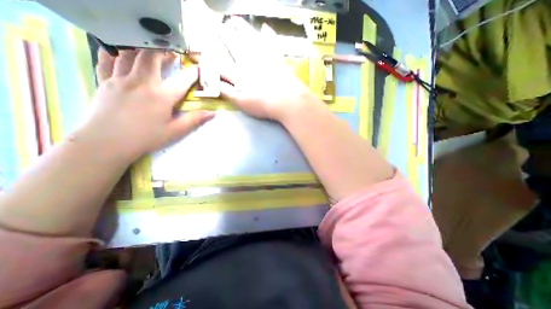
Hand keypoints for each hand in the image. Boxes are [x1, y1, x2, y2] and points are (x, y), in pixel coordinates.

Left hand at [78, 47, 214, 160]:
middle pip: (152, 56)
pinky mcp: (104, 81)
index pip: (183, 80)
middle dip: (164, 52)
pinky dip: (116, 54)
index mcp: (162, 97)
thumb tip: (212, 113)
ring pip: (130, 54)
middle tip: (172, 55)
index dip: (194, 73)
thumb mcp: (175, 131)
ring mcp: (120, 80)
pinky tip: (120, 54)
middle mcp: (142, 83)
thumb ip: (194, 120)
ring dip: (143, 50)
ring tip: (151, 53)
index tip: (200, 69)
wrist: (106, 143)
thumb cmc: (145, 138)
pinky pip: (107, 60)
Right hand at [217, 15, 316, 119]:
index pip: (222, 62)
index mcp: (239, 74)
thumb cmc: (263, 104)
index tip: (208, 51)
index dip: (214, 57)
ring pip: (250, 39)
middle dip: (224, 35)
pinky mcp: (277, 59)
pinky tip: (265, 28)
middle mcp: (250, 62)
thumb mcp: (241, 102)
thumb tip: (214, 84)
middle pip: (234, 45)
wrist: (286, 101)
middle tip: (219, 27)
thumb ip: (227, 92)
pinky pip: (272, 43)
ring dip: (241, 29)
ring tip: (234, 20)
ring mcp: (264, 58)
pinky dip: (269, 35)